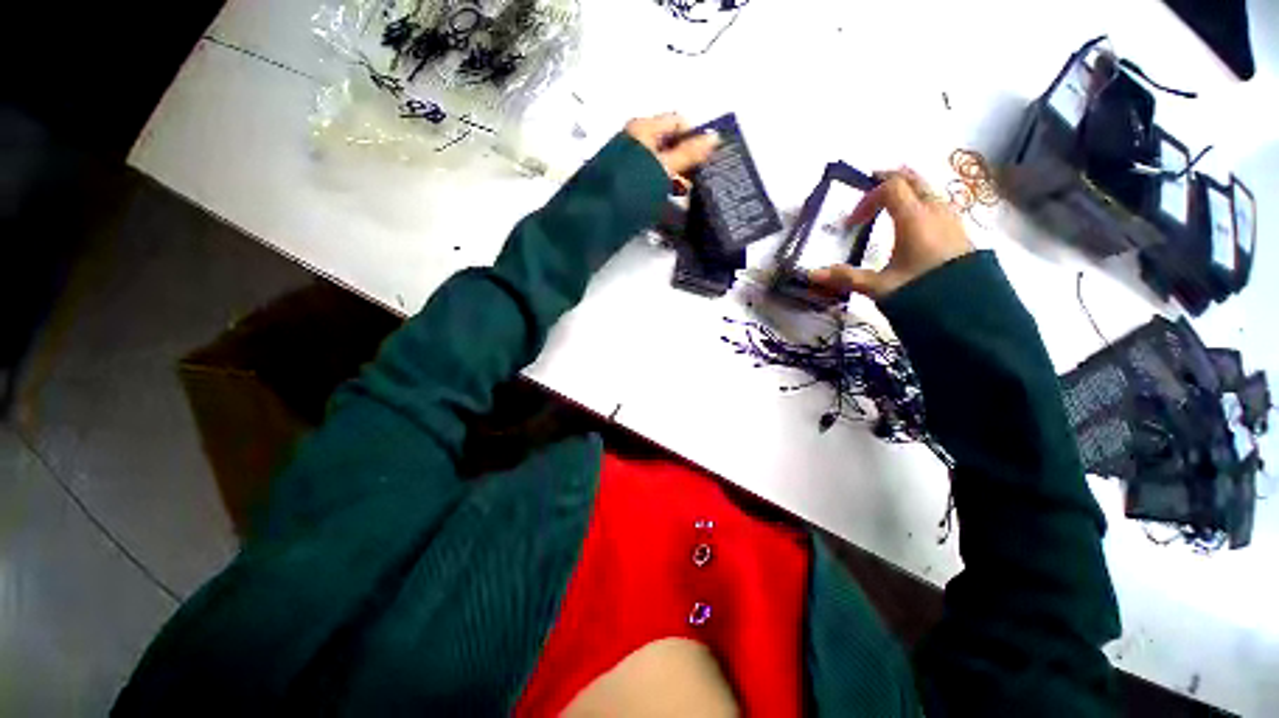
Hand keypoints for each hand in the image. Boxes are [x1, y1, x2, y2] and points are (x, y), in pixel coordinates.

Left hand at [625, 114, 719, 193]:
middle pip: (669, 143)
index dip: (694, 137)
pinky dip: (662, 188)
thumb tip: (713, 137)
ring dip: (675, 178)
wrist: (602, 213)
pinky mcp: (627, 181)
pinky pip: (652, 179)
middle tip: (693, 180)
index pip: (677, 122)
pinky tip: (666, 202)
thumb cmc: (631, 185)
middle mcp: (635, 140)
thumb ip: (690, 152)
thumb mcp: (665, 167)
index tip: (705, 158)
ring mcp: (630, 161)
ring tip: (679, 194)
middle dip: (685, 161)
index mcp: (642, 128)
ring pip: (662, 163)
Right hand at [809, 168, 973, 299]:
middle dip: (890, 179)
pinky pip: (938, 204)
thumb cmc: (921, 291)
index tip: (853, 222)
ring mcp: (951, 219)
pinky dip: (921, 202)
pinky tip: (914, 222)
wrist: (968, 309)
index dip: (868, 199)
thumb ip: (845, 277)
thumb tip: (811, 274)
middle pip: (914, 179)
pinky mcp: (959, 231)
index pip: (890, 188)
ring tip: (891, 201)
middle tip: (872, 182)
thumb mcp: (879, 286)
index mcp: (914, 218)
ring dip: (908, 190)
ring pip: (928, 190)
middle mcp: (935, 210)